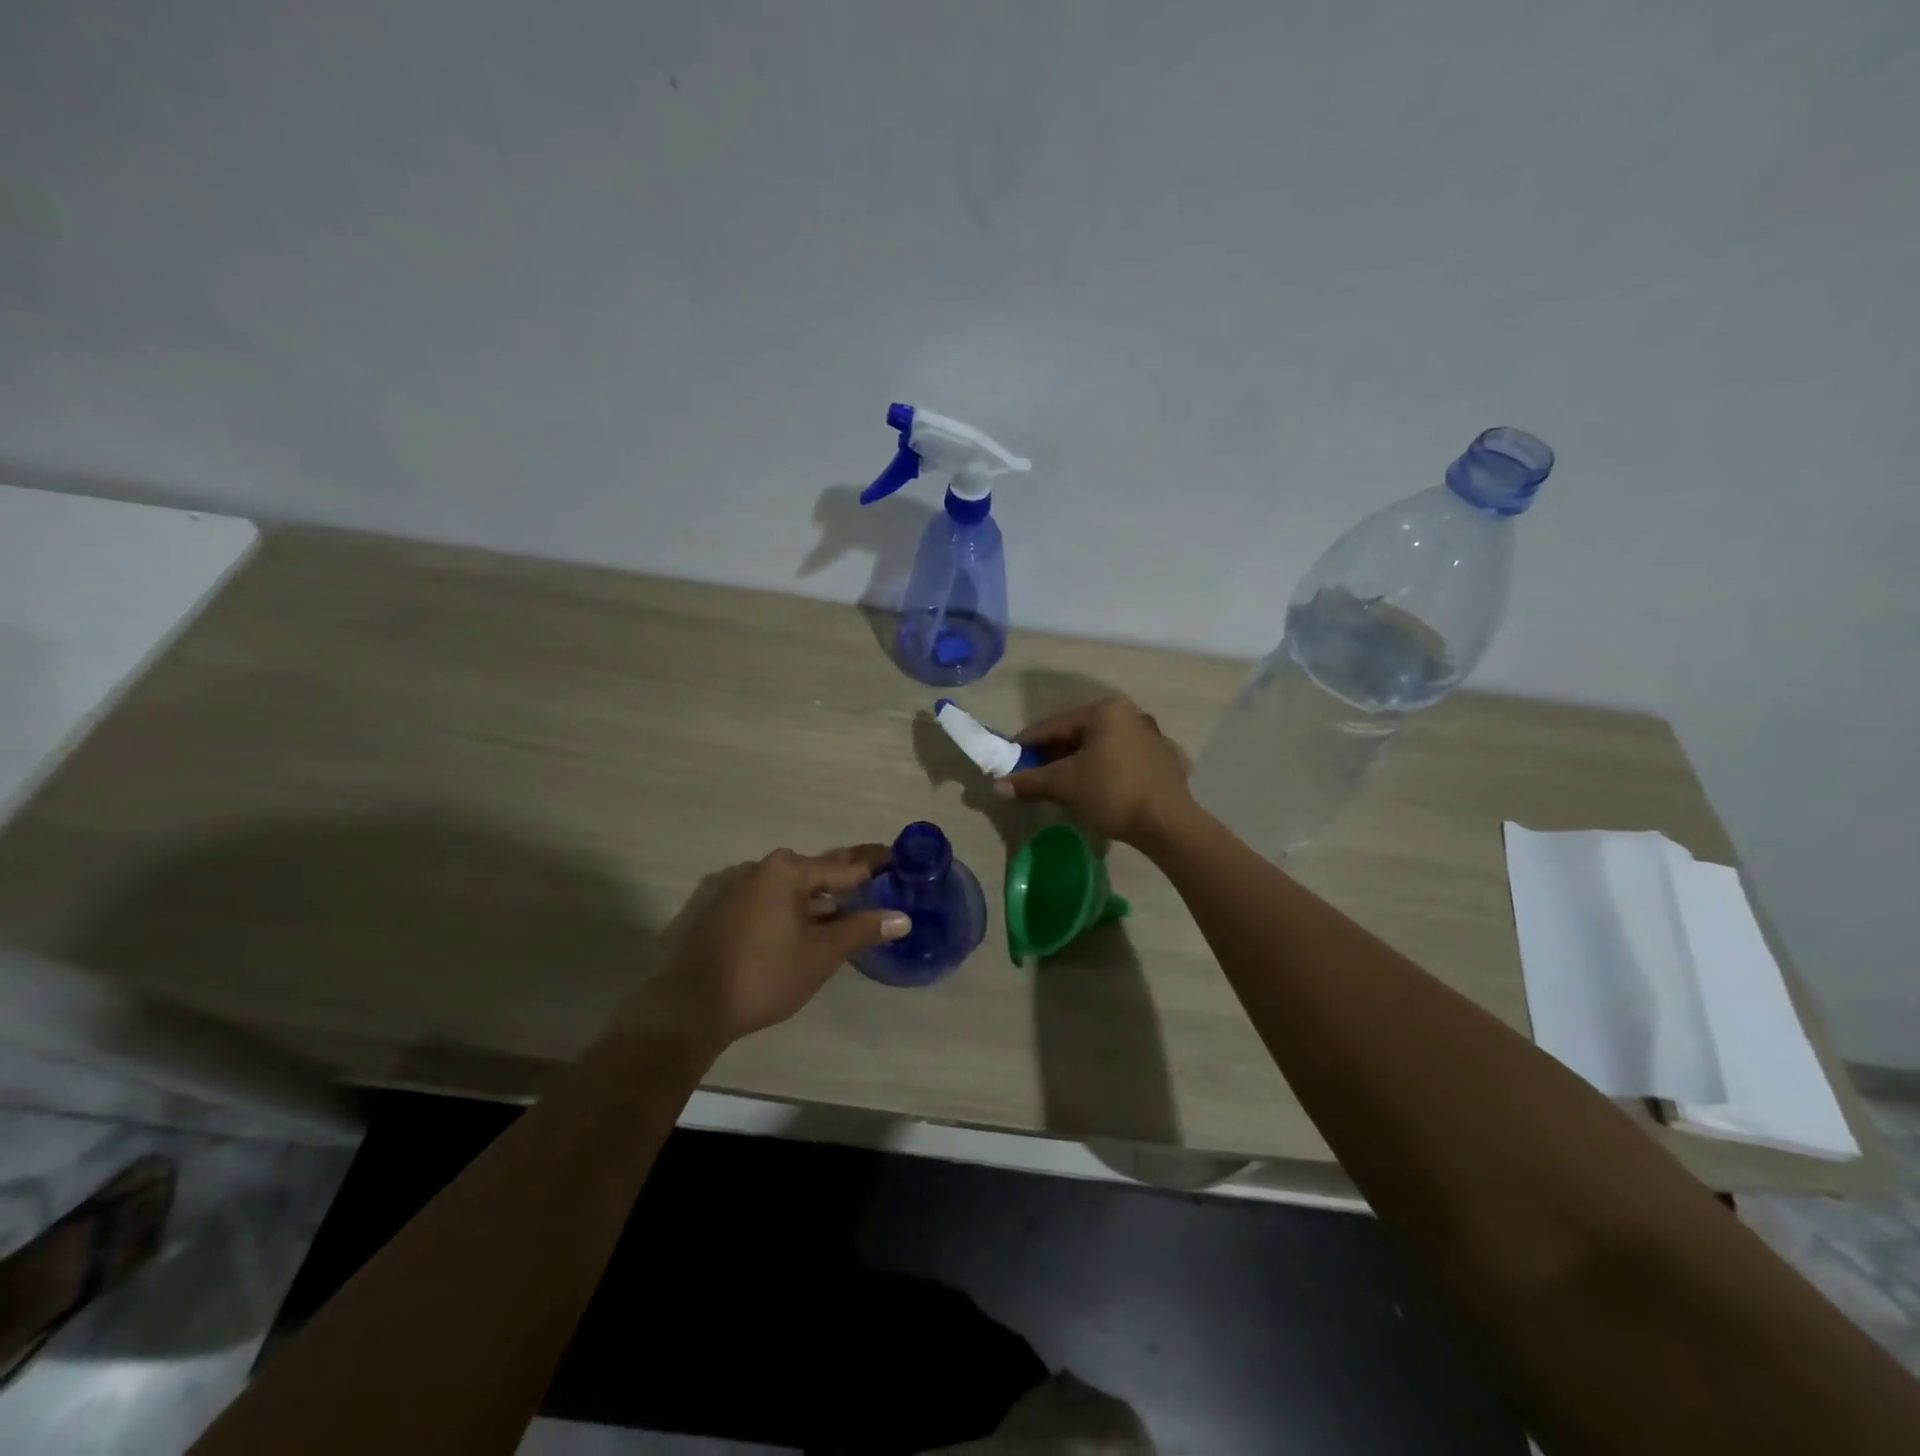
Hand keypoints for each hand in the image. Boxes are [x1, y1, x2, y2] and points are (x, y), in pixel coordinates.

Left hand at [637, 845, 908, 1046]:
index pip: (845, 866)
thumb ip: (862, 930)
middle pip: (818, 871)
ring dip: (822, 898)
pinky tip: (810, 925)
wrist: (689, 1007)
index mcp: (788, 871)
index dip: (876, 865)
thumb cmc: (763, 975)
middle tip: (882, 880)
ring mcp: (739, 887)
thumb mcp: (820, 954)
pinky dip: (796, 908)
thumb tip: (902, 917)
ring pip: (793, 888)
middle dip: (849, 879)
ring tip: (852, 907)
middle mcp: (762, 868)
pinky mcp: (724, 909)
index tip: (900, 859)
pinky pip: (772, 900)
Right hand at [995, 695, 1193, 845]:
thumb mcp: (1065, 785)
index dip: (1028, 742)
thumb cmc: (1112, 792)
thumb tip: (998, 785)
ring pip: (1101, 745)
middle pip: (1079, 733)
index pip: (1054, 724)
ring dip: (1078, 762)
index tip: (1009, 757)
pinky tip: (1097, 787)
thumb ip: (1030, 781)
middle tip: (1033, 773)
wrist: (1168, 823)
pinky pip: (1122, 759)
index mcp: (1105, 710)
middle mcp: (1129, 713)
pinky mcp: (1163, 759)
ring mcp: (1150, 735)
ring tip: (1061, 782)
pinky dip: (1104, 769)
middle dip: (1053, 753)